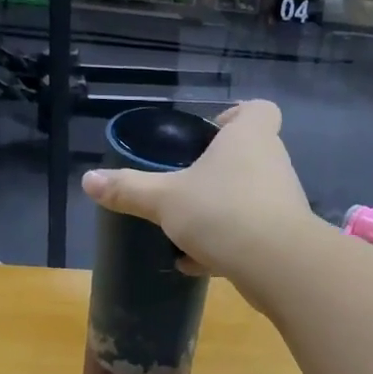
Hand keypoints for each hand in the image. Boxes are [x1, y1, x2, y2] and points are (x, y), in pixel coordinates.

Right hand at [80, 100, 315, 277]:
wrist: (276, 264)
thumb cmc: (221, 211)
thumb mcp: (165, 200)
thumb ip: (129, 189)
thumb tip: (88, 180)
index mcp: (249, 137)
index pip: (259, 109)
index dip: (237, 116)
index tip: (210, 134)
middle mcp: (272, 163)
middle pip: (251, 154)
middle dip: (220, 170)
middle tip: (188, 185)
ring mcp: (282, 201)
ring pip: (250, 197)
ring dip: (221, 211)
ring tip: (186, 230)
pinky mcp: (284, 237)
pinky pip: (252, 233)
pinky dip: (226, 244)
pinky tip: (195, 263)